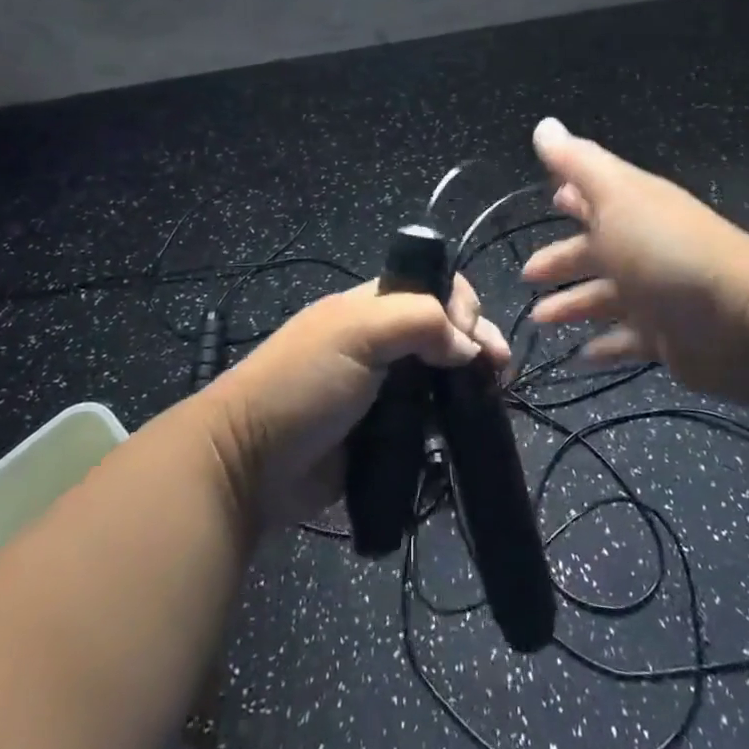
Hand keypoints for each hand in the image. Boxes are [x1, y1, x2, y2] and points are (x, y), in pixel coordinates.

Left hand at [203, 277, 508, 525]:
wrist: (250, 462)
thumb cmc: (303, 383)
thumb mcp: (357, 332)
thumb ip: (419, 322)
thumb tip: (468, 346)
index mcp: (372, 306)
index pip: (432, 286)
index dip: (460, 302)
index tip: (473, 335)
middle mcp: (382, 341)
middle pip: (445, 330)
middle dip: (476, 342)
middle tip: (499, 370)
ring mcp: (385, 389)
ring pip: (442, 376)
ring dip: (470, 382)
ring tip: (493, 398)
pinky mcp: (385, 434)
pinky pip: (430, 420)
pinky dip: (452, 420)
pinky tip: (470, 426)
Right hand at [522, 118, 748, 406]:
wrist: (745, 322)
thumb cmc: (668, 251)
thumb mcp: (616, 196)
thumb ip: (577, 162)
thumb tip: (544, 125)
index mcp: (632, 208)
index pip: (596, 196)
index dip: (572, 197)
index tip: (547, 199)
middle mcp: (644, 247)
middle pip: (595, 251)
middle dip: (561, 260)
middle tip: (526, 275)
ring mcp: (656, 294)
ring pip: (604, 297)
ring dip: (572, 305)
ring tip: (538, 319)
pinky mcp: (667, 338)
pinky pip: (627, 340)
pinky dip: (604, 346)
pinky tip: (579, 356)